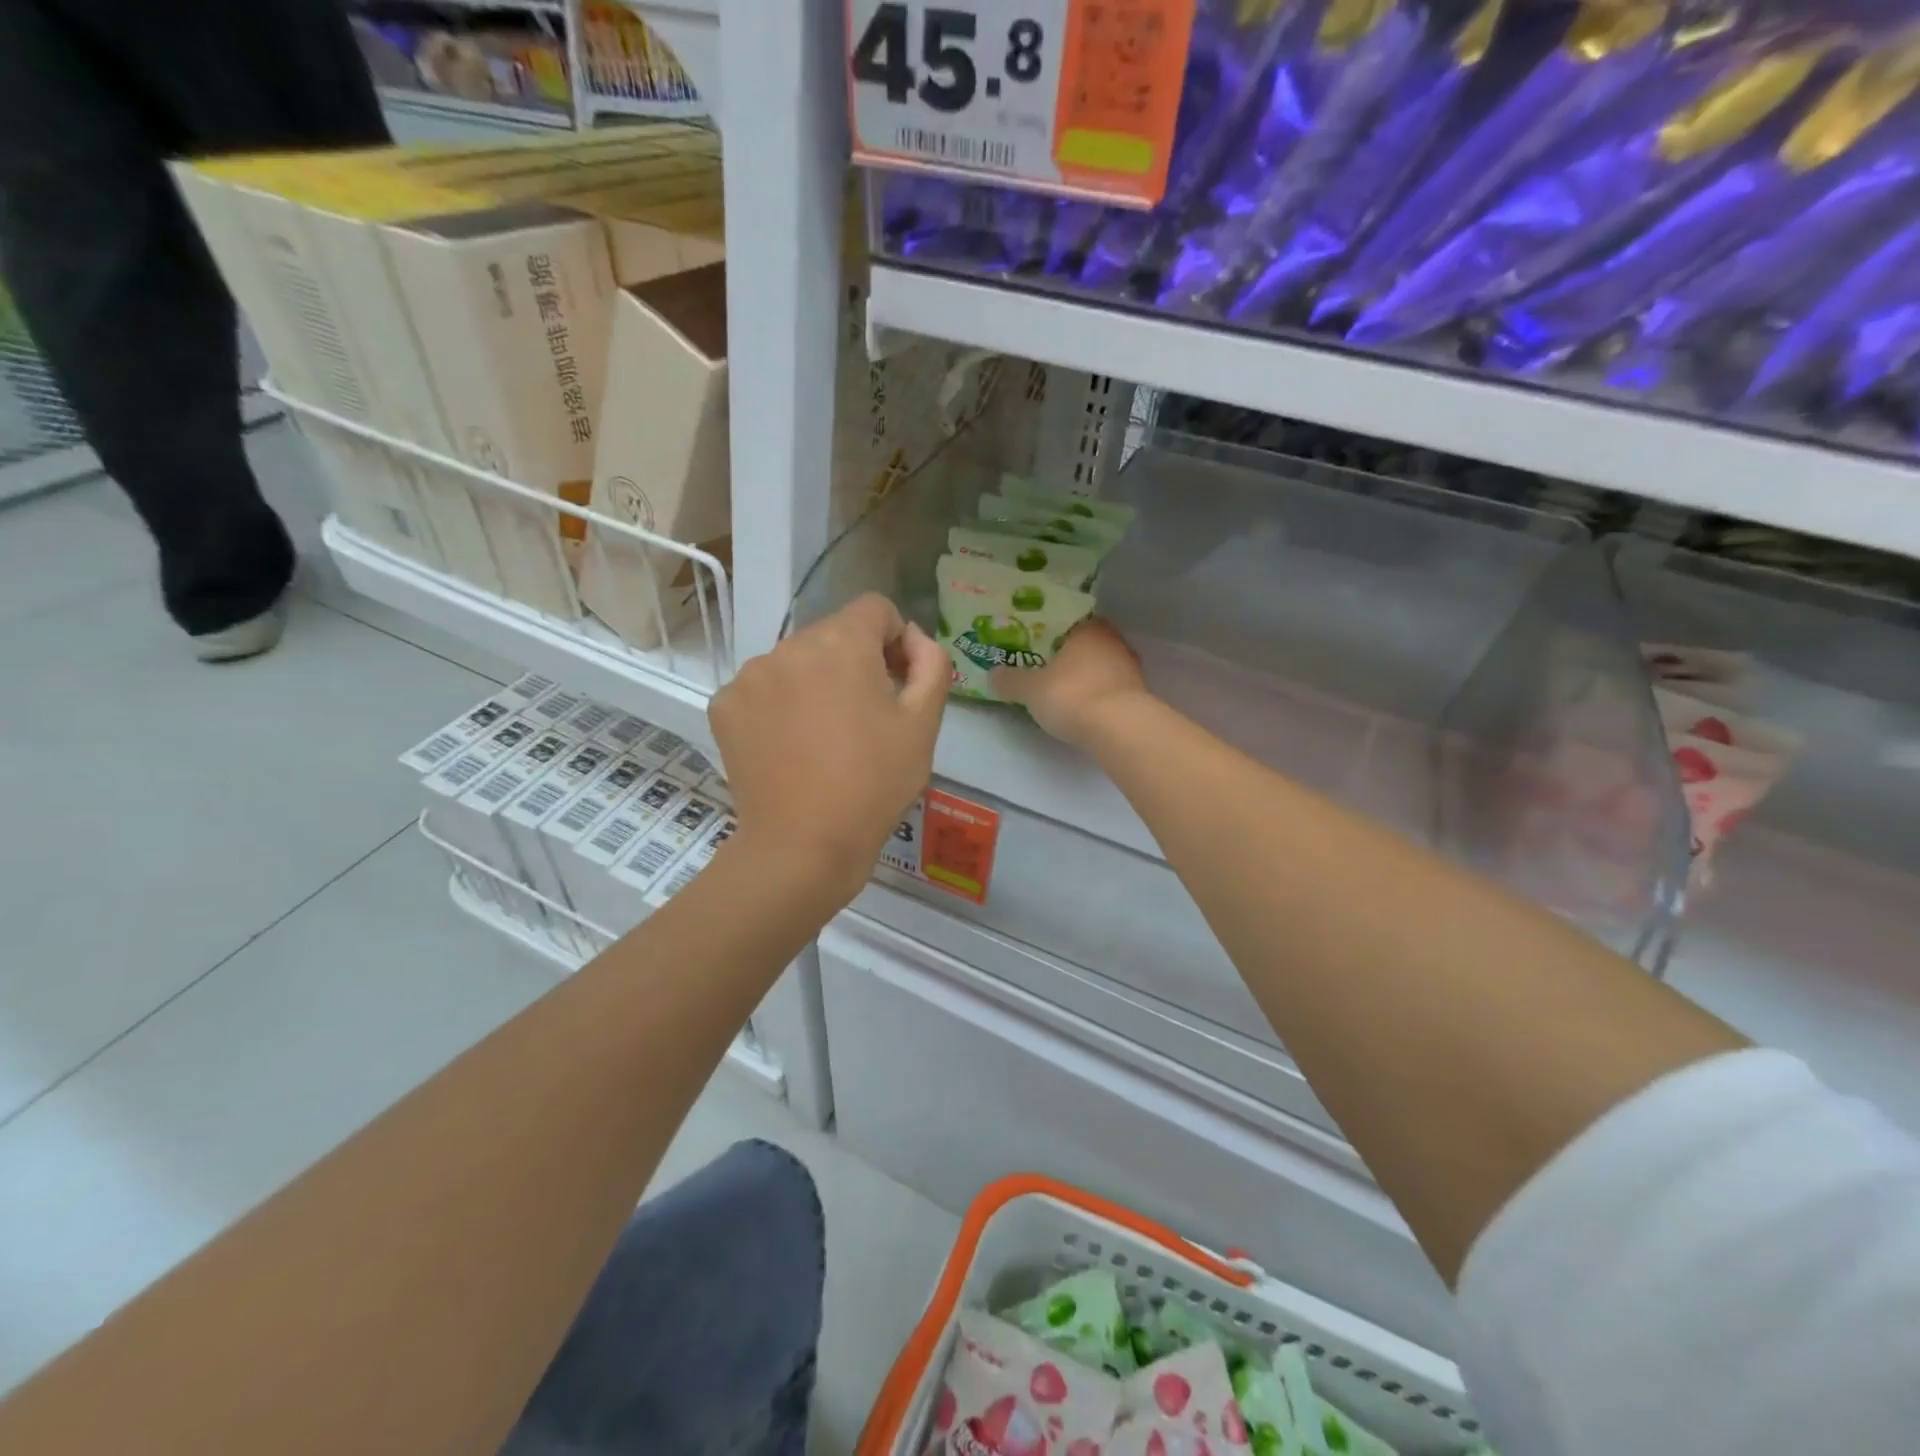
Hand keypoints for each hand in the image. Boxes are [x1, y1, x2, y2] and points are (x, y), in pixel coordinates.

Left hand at [710, 594, 947, 903]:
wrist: (803, 845)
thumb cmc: (874, 784)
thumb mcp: (924, 724)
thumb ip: (931, 663)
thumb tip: (914, 638)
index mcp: (843, 643)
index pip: (875, 608)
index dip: (895, 639)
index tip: (898, 682)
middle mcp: (790, 644)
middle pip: (833, 634)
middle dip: (854, 662)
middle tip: (865, 717)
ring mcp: (750, 675)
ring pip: (795, 661)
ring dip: (814, 682)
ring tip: (824, 737)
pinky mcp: (724, 705)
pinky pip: (762, 689)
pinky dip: (778, 706)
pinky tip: (788, 746)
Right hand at [990, 617, 1148, 749]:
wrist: (1120, 729)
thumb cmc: (1072, 695)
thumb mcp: (1030, 689)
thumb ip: (1011, 680)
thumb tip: (993, 674)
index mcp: (1087, 628)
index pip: (1067, 620)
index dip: (1049, 631)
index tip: (1033, 643)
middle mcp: (1112, 640)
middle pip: (1084, 643)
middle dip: (1066, 654)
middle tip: (1043, 666)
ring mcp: (1130, 667)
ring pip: (1099, 665)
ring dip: (1083, 675)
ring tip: (1061, 688)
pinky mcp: (1138, 694)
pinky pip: (1109, 687)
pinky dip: (1096, 693)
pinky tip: (1082, 706)